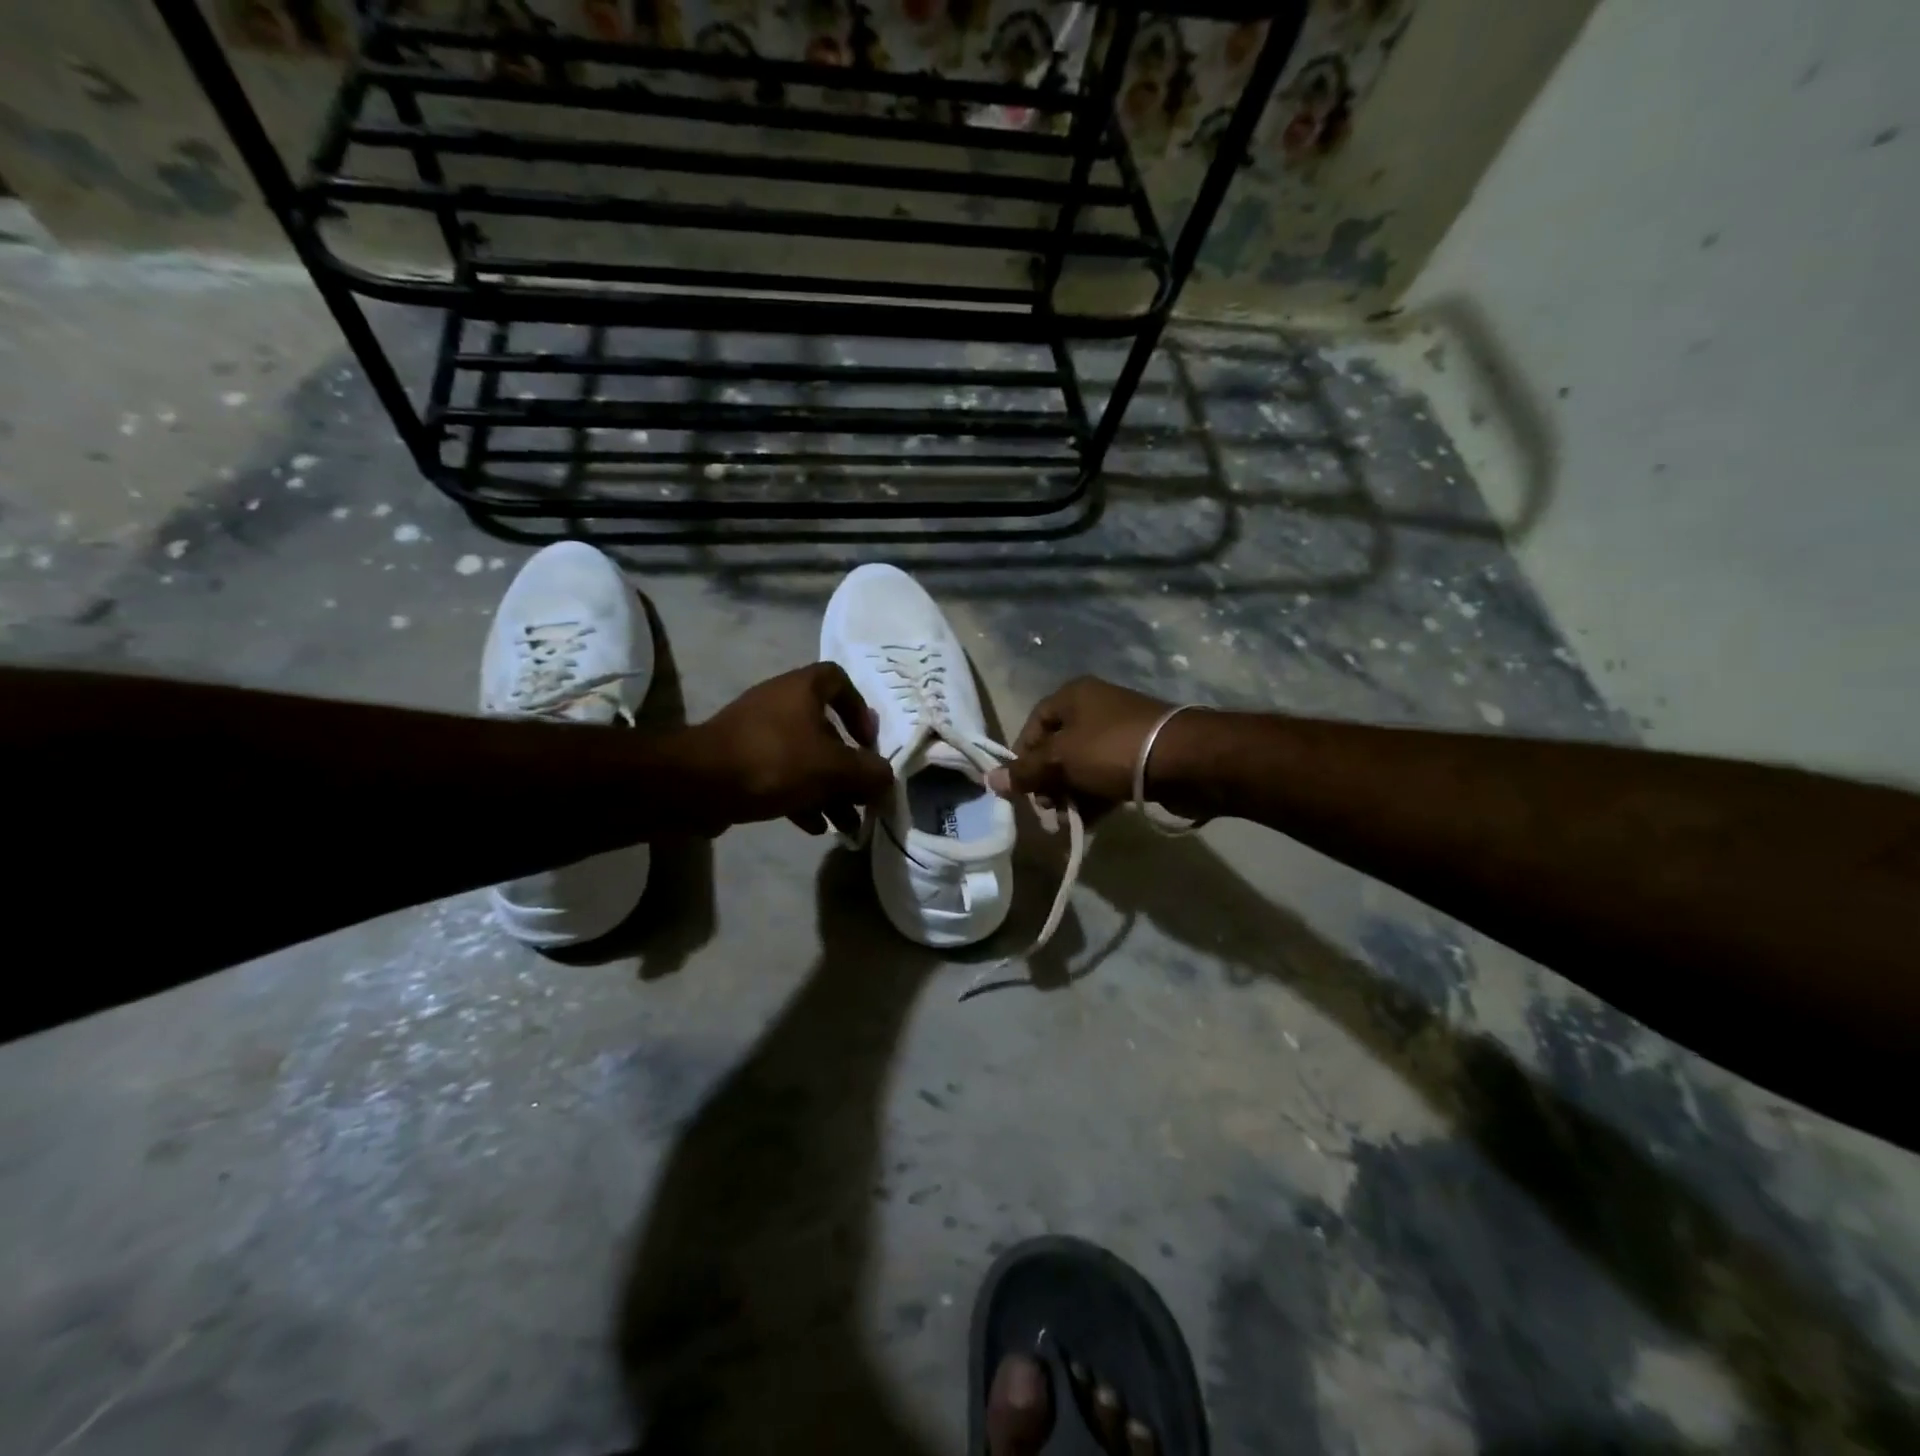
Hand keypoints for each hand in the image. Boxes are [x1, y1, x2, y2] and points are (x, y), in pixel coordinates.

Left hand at [696, 663, 892, 834]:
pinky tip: (814, 827)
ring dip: (828, 790)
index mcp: (801, 690)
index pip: (838, 680)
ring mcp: (757, 735)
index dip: (859, 708)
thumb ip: (868, 772)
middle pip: (826, 731)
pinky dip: (801, 799)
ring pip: (805, 759)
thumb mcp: (833, 768)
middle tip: (863, 796)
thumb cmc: (774, 761)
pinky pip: (781, 777)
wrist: (698, 784)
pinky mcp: (740, 763)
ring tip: (846, 824)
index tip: (868, 741)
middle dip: (848, 767)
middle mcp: (779, 705)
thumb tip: (887, 779)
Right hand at [987, 676, 1180, 819]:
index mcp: (1073, 696)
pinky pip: (1104, 779)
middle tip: (1047, 810)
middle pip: (1057, 748)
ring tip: (1066, 823)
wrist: (1184, 760)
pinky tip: (1087, 825)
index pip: (1033, 724)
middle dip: (1047, 782)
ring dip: (1069, 796)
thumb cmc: (1111, 750)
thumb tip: (990, 780)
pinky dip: (1093, 800)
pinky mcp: (1138, 758)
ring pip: (1081, 767)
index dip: (1022, 756)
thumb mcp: (1060, 760)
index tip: (1021, 787)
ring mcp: (1118, 734)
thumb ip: (1025, 772)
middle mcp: (1095, 709)